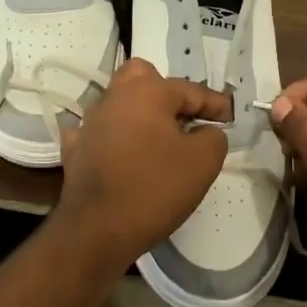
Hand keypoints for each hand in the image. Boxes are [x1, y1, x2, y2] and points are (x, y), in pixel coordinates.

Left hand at [53, 58, 231, 270]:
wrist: (98, 228)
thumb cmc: (155, 187)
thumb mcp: (204, 162)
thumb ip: (213, 137)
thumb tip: (205, 131)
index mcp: (146, 92)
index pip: (189, 89)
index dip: (214, 103)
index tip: (230, 116)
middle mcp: (114, 98)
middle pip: (142, 78)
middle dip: (166, 91)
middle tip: (184, 118)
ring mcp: (89, 123)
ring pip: (119, 104)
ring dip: (140, 115)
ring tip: (160, 140)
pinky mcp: (75, 149)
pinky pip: (100, 133)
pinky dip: (114, 138)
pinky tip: (123, 153)